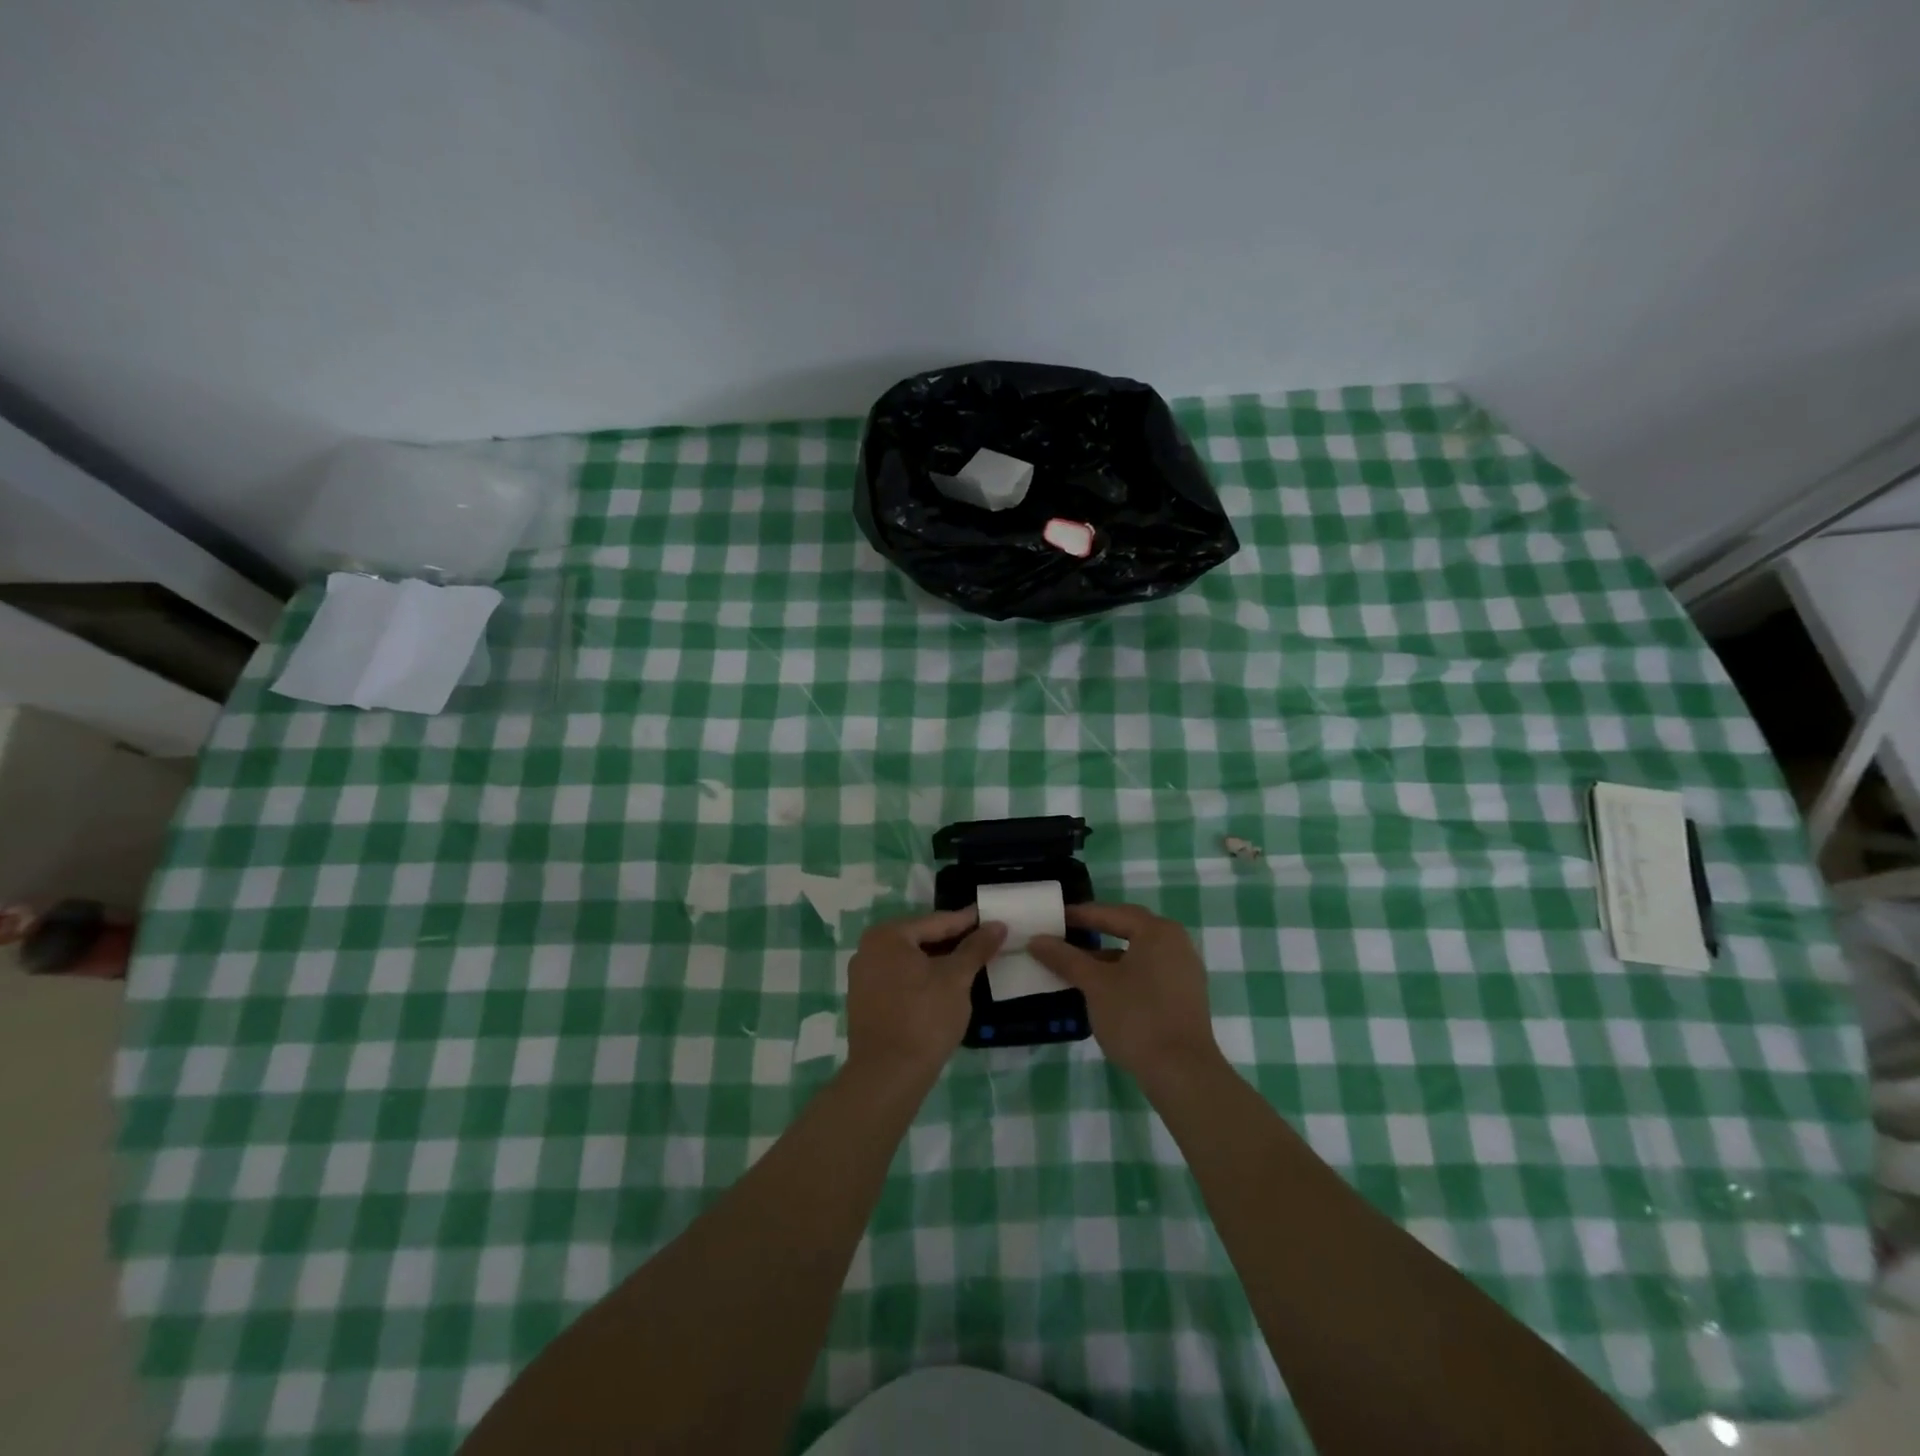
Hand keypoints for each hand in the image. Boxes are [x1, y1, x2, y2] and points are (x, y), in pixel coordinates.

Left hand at [843, 908, 1004, 1081]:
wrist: (888, 1075)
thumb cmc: (924, 1017)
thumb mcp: (957, 978)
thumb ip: (976, 948)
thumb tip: (997, 925)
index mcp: (887, 936)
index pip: (936, 922)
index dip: (967, 921)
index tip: (991, 918)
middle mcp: (869, 949)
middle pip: (921, 939)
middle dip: (953, 942)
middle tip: (985, 942)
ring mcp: (863, 977)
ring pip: (910, 961)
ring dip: (938, 962)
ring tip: (970, 964)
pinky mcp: (865, 1002)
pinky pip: (900, 979)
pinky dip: (922, 979)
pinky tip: (944, 988)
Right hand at [1029, 902, 1219, 1084]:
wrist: (1182, 1072)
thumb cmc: (1136, 1017)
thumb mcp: (1094, 985)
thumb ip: (1065, 958)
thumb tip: (1036, 940)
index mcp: (1157, 931)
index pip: (1112, 913)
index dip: (1080, 915)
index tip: (1054, 918)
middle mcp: (1176, 943)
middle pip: (1128, 929)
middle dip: (1095, 932)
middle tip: (1065, 935)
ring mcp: (1184, 971)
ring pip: (1138, 954)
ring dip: (1107, 957)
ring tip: (1077, 965)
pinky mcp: (1185, 997)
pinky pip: (1148, 973)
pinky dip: (1124, 974)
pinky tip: (1102, 990)